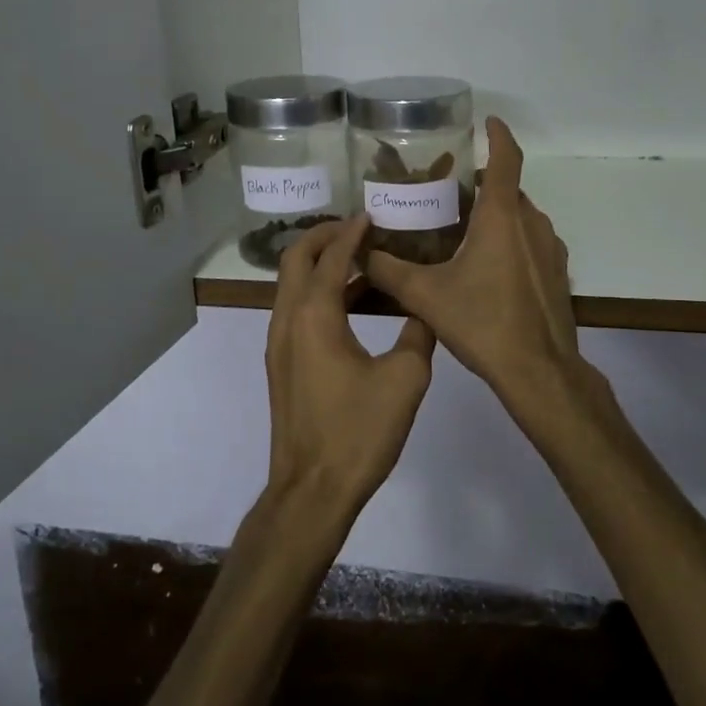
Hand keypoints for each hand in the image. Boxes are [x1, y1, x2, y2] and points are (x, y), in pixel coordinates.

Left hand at [263, 216, 435, 527]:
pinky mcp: (282, 364)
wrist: (312, 490)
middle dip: (323, 237)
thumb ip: (418, 333)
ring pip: (291, 285)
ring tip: (359, 259)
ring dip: (319, 264)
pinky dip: (317, 292)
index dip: (351, 232)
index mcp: (314, 315)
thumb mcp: (405, 379)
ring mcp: (279, 343)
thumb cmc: (358, 432)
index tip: (372, 215)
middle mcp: (287, 320)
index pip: (330, 256)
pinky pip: (295, 310)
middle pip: (295, 259)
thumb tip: (426, 310)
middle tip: (357, 228)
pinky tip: (351, 304)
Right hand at [364, 119, 591, 423]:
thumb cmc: (483, 323)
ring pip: (521, 217)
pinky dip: (512, 240)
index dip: (498, 135)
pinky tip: (488, 268)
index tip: (487, 121)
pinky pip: (532, 242)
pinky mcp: (558, 273)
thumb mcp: (426, 296)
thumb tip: (359, 252)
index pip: (506, 159)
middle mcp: (531, 223)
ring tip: (463, 230)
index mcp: (501, 217)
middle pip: (509, 189)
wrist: (539, 371)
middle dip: (483, 184)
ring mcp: (550, 248)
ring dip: (497, 215)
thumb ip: (388, 271)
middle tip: (449, 193)